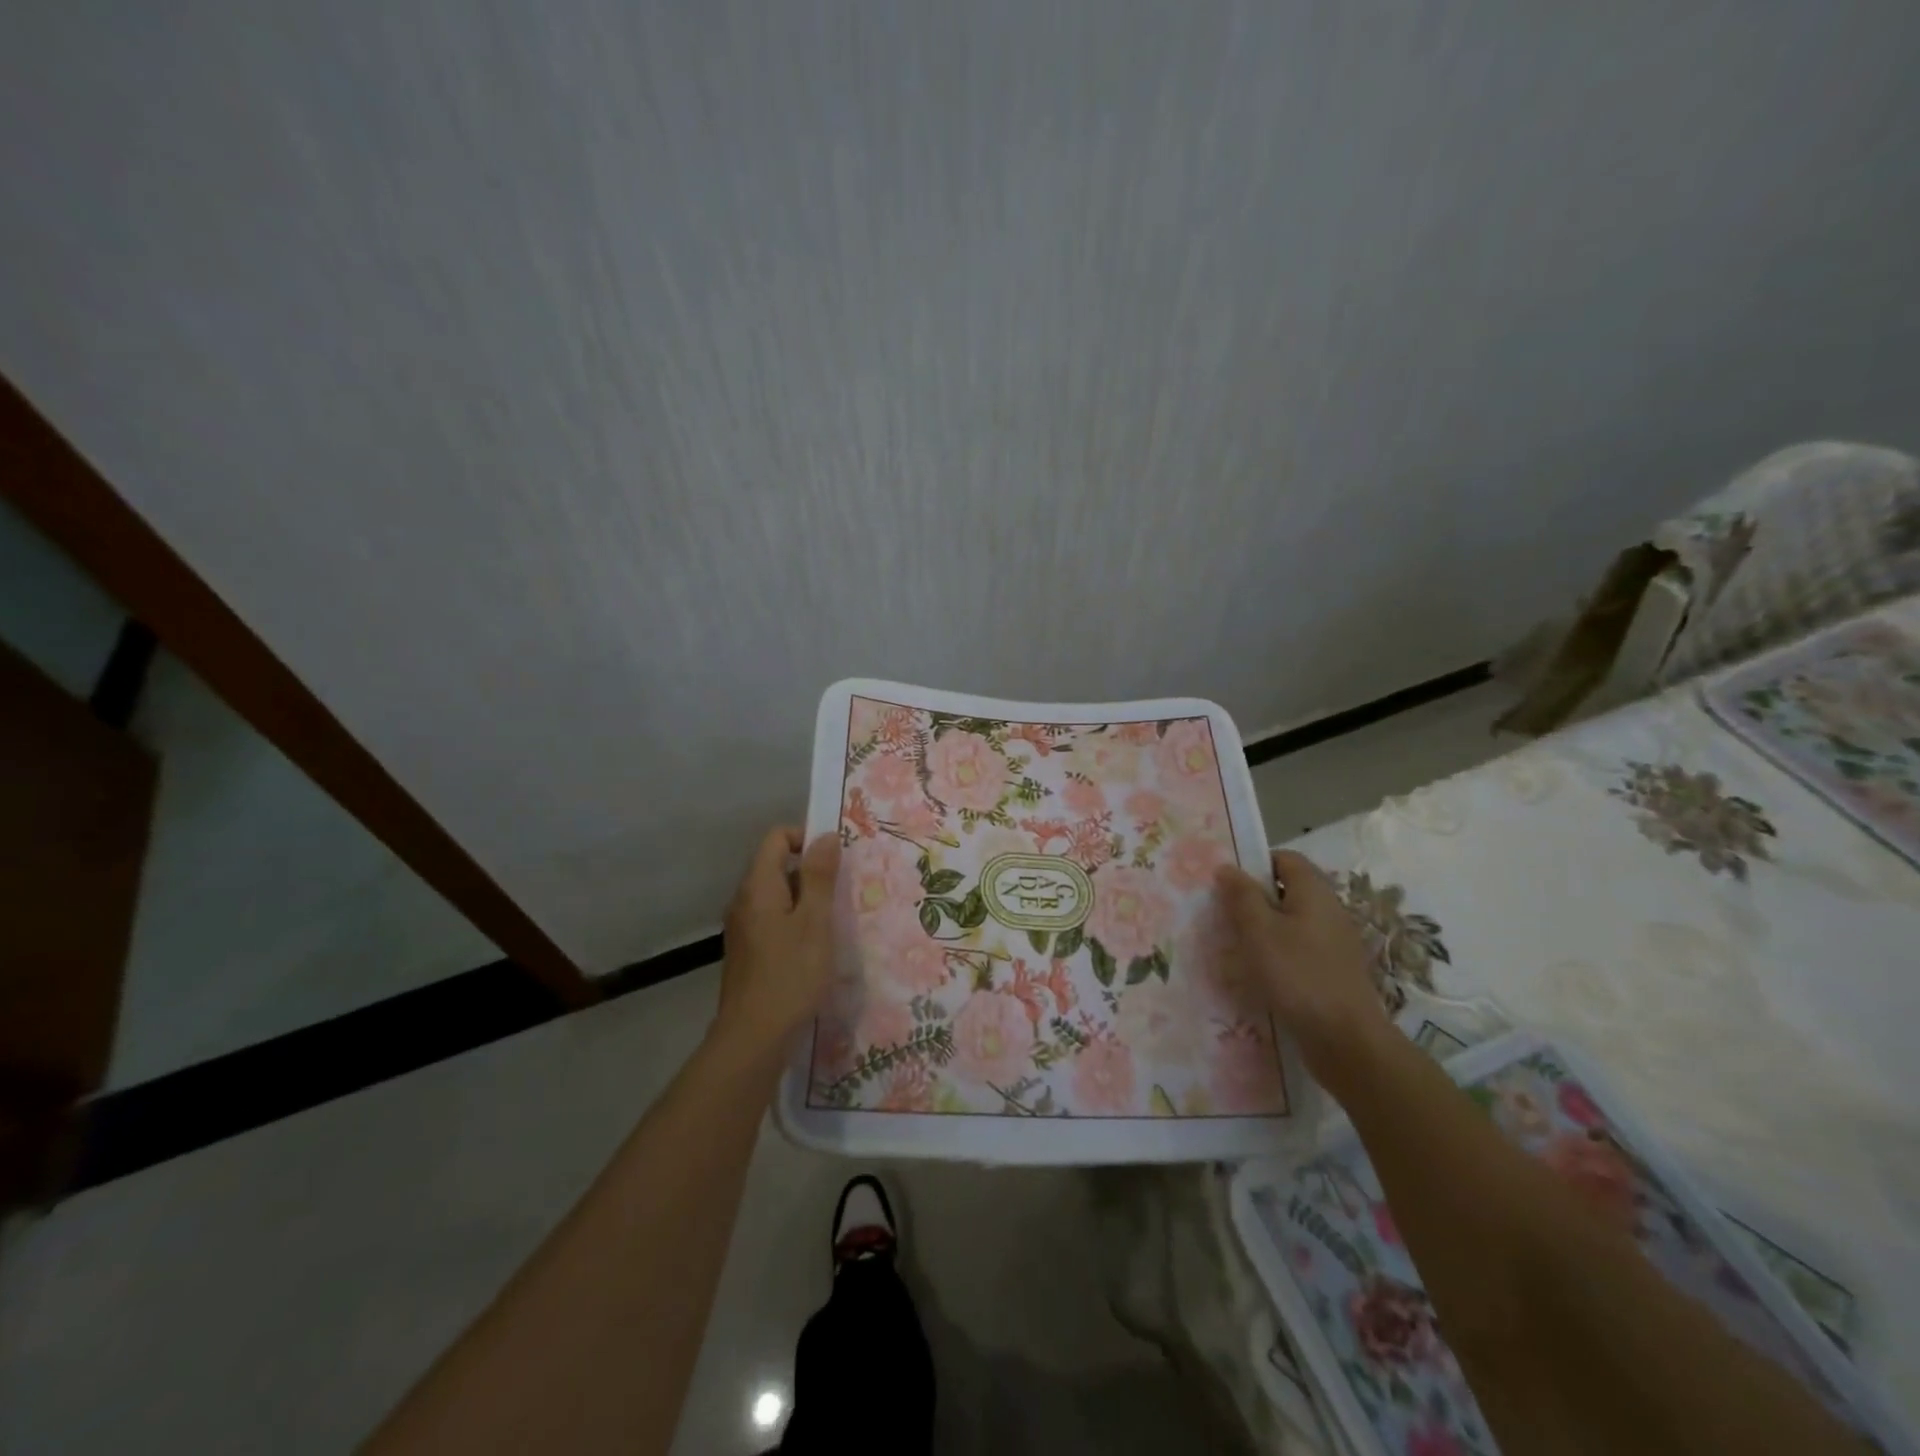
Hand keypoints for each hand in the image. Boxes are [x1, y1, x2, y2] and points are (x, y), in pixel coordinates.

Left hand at [714, 827, 841, 1054]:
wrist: (753, 1039)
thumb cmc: (790, 975)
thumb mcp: (815, 922)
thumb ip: (820, 877)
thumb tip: (826, 836)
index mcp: (758, 886)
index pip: (777, 838)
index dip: (806, 837)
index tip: (836, 858)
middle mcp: (745, 900)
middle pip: (777, 865)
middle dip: (812, 870)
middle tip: (844, 889)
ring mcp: (744, 927)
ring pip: (778, 895)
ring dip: (808, 899)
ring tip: (837, 918)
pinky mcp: (749, 951)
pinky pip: (774, 920)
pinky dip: (797, 921)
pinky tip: (818, 946)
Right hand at [1213, 850, 1392, 1087]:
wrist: (1346, 1039)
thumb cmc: (1298, 975)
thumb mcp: (1259, 930)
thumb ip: (1242, 896)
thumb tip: (1227, 867)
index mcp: (1314, 892)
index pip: (1284, 858)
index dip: (1255, 864)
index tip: (1227, 883)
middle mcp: (1329, 910)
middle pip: (1287, 890)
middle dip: (1254, 899)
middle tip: (1224, 914)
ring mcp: (1334, 942)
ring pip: (1291, 921)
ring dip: (1263, 929)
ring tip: (1235, 946)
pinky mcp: (1333, 970)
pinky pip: (1299, 948)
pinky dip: (1278, 953)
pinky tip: (1259, 973)